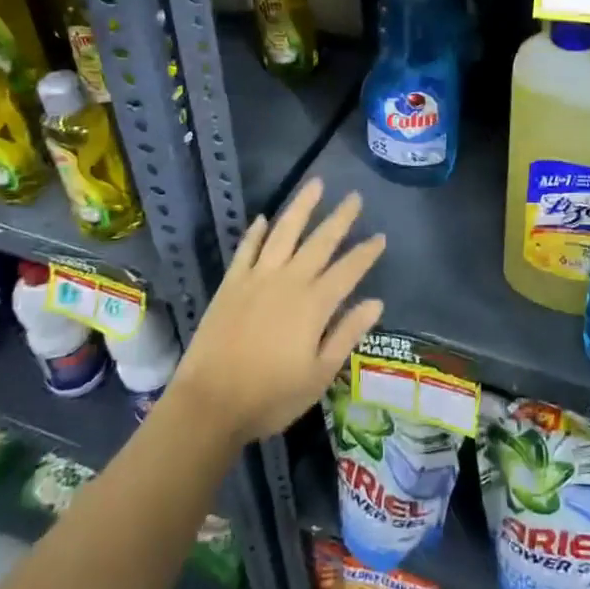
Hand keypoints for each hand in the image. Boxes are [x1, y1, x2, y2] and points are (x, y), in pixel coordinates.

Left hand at [170, 178, 385, 443]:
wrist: (209, 404)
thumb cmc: (270, 396)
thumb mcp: (319, 375)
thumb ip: (347, 334)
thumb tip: (375, 303)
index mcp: (315, 304)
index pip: (349, 269)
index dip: (366, 253)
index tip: (381, 237)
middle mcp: (289, 281)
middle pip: (320, 241)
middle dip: (341, 218)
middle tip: (355, 197)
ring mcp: (257, 278)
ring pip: (284, 232)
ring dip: (301, 207)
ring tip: (315, 184)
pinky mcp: (231, 284)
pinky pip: (246, 249)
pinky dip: (256, 232)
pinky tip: (263, 218)